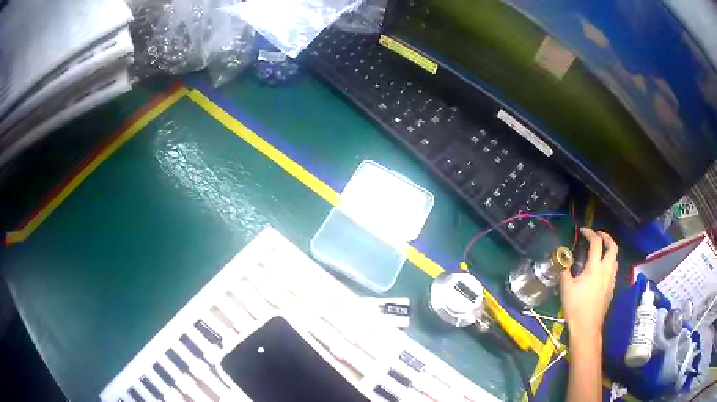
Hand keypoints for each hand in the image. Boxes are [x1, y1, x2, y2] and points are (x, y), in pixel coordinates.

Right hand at [560, 228, 617, 341]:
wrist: (587, 327)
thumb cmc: (576, 307)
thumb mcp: (566, 288)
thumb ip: (565, 270)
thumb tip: (562, 258)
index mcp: (595, 267)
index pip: (596, 243)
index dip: (590, 233)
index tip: (583, 231)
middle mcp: (606, 270)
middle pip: (612, 247)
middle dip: (606, 237)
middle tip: (598, 234)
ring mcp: (611, 279)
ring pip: (615, 258)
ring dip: (609, 249)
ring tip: (601, 250)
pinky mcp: (611, 288)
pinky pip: (614, 269)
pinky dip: (609, 262)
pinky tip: (602, 269)